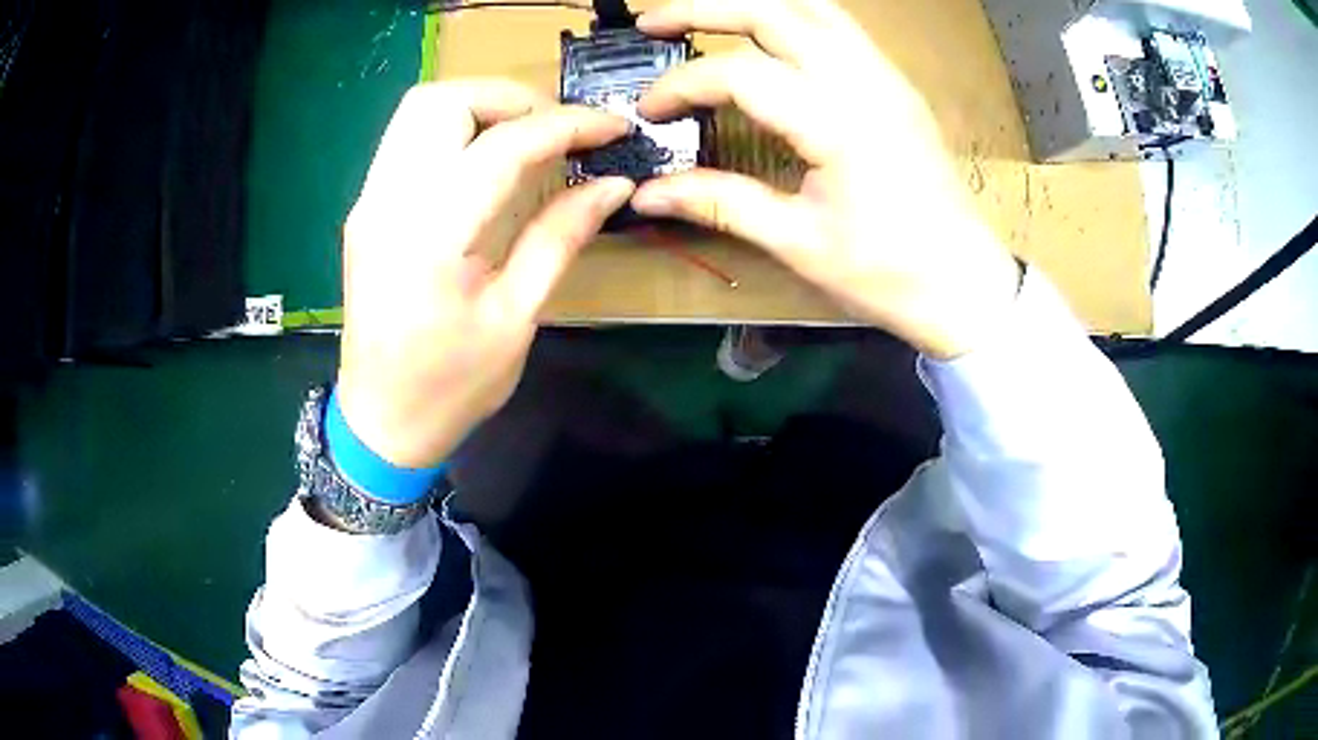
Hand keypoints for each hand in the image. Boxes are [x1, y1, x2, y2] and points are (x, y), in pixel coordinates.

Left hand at [337, 80, 633, 468]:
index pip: (504, 146)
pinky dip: (453, 129)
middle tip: (558, 129)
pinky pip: (408, 139)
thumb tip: (612, 185)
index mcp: (431, 237)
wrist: (380, 420)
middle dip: (510, 98)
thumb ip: (560, 237)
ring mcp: (369, 201)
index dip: (567, 126)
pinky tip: (485, 160)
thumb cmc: (451, 386)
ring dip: (479, 107)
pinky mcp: (365, 209)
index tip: (613, 127)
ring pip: (418, 110)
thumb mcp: (515, 317)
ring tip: (526, 136)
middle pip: (443, 100)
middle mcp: (389, 203)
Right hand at [632, 0, 1020, 358]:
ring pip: (813, 7)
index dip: (682, 85)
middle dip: (704, 7)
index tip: (649, 112)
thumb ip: (720, 203)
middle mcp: (863, 82)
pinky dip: (793, 15)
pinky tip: (766, 33)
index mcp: (838, 123)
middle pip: (774, 11)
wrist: (964, 282)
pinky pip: (840, 26)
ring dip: (752, 3)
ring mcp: (886, 76)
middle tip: (653, 21)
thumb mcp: (799, 243)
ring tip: (704, 15)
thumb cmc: (888, 274)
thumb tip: (648, 194)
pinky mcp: (895, 84)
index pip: (740, 74)